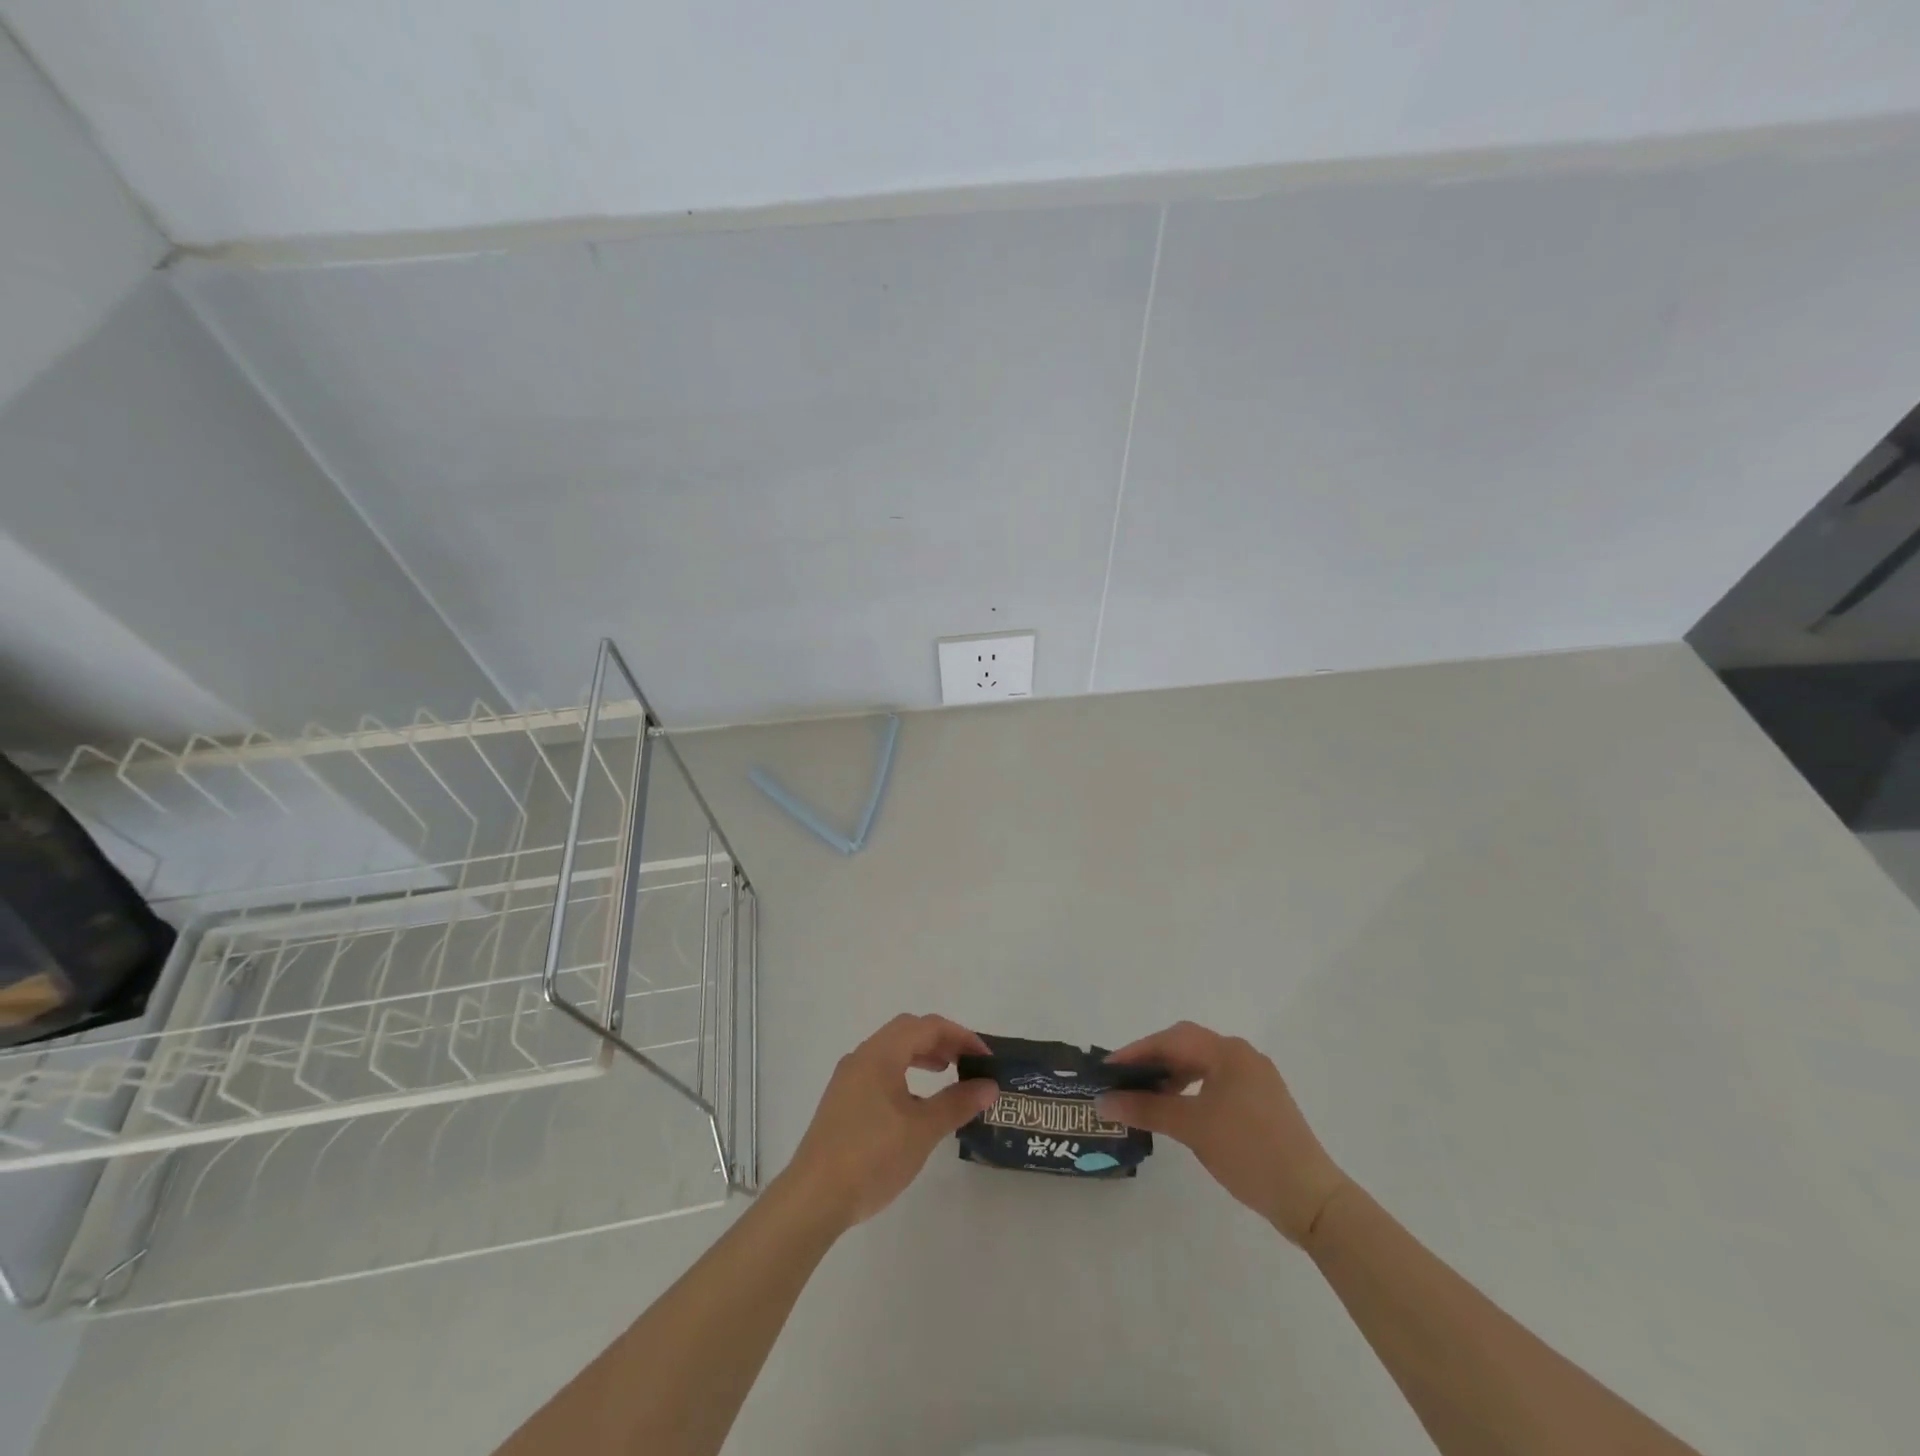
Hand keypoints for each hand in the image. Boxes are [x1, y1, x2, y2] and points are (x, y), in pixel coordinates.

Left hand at [782, 1014, 999, 1230]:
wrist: (814, 1198)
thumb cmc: (872, 1156)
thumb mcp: (923, 1130)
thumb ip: (957, 1103)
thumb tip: (989, 1085)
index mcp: (881, 1054)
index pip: (928, 1026)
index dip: (961, 1036)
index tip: (986, 1058)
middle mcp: (862, 1057)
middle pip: (907, 1031)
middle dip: (941, 1041)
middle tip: (967, 1062)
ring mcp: (848, 1078)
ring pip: (891, 1051)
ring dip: (921, 1055)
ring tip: (945, 1074)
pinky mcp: (841, 1101)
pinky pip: (879, 1071)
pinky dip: (903, 1074)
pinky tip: (915, 1104)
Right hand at [1099, 1021, 1349, 1245]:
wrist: (1311, 1199)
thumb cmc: (1249, 1152)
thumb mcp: (1192, 1128)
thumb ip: (1146, 1109)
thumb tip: (1103, 1101)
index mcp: (1229, 1052)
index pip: (1172, 1039)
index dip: (1137, 1051)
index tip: (1108, 1069)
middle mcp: (1243, 1056)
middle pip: (1187, 1046)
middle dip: (1153, 1061)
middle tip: (1123, 1080)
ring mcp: (1256, 1080)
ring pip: (1202, 1065)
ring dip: (1172, 1076)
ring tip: (1146, 1096)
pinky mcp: (1262, 1103)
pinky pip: (1216, 1083)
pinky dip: (1191, 1090)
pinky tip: (1178, 1110)